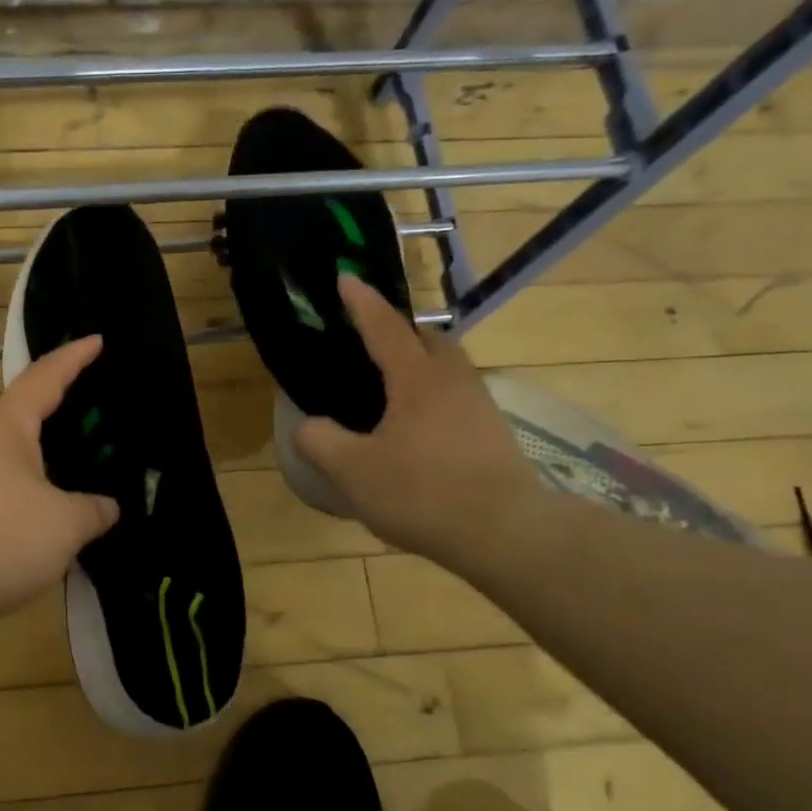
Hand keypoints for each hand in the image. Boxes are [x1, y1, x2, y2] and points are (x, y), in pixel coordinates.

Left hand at [0, 336, 119, 620]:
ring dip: (41, 455)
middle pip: (23, 412)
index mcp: (6, 425)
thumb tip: (106, 507)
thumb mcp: (65, 524)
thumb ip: (93, 511)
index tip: (97, 340)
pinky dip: (24, 486)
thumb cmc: (1, 537)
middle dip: (58, 408)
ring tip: (73, 465)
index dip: (74, 357)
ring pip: (9, 452)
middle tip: (93, 411)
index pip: (46, 377)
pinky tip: (43, 509)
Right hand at [294, 276, 547, 563]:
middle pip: (428, 341)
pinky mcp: (492, 434)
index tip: (345, 277)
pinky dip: (430, 398)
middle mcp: (453, 381)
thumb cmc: (420, 492)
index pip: (384, 327)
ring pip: (446, 370)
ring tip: (388, 389)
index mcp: (417, 378)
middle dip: (399, 333)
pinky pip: (454, 398)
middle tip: (370, 343)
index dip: (361, 302)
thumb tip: (308, 426)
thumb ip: (319, 440)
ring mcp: (479, 407)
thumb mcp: (351, 470)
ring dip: (418, 366)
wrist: (502, 532)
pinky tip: (413, 429)